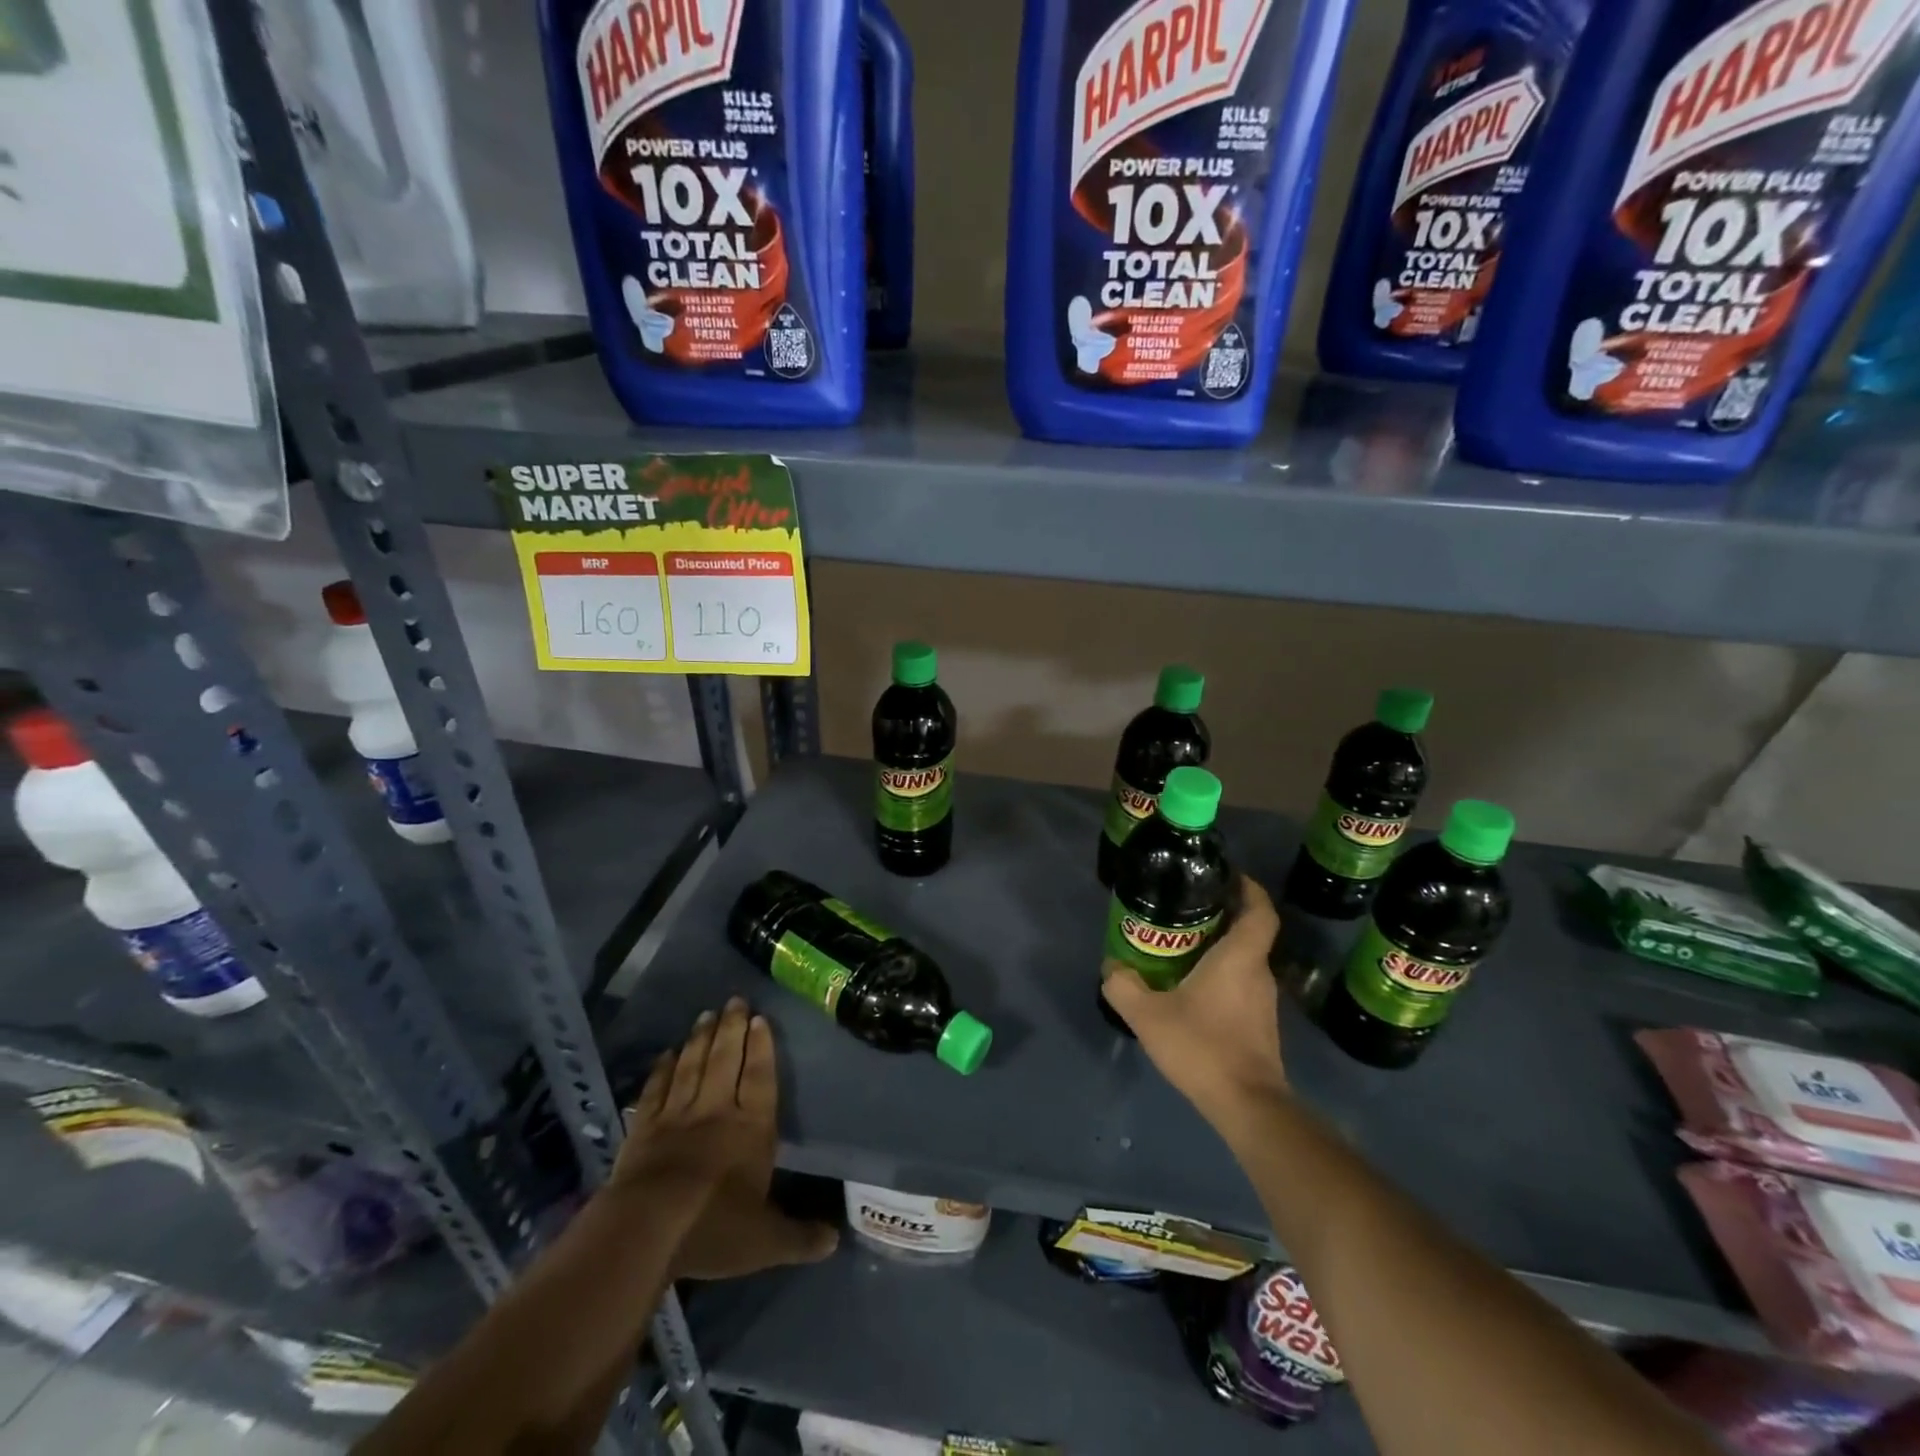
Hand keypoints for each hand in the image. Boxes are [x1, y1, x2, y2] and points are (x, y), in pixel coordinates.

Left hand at [613, 998, 836, 1279]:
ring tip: (706, 1014)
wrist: (646, 1229)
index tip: (761, 1019)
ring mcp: (677, 1116)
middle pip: (727, 1060)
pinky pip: (656, 1090)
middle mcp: (717, 1111)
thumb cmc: (713, 1229)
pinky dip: (662, 1070)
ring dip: (700, 1039)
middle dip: (732, 1029)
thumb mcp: (765, 1241)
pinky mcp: (644, 1129)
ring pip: (693, 1067)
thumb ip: (799, 1237)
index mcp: (752, 1128)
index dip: (763, 1048)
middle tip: (734, 1000)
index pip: (761, 1078)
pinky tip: (666, 1053)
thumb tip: (835, 1241)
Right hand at [1102, 876, 1288, 1121]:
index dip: (1249, 888)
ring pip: (1244, 961)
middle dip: (1222, 916)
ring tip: (1182, 945)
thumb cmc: (1203, 1047)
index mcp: (1240, 958)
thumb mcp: (1148, 1015)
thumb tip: (1111, 967)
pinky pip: (1241, 985)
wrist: (1247, 1106)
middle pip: (1248, 932)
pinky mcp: (1260, 1026)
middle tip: (1187, 908)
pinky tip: (1191, 988)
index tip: (1228, 875)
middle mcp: (1258, 973)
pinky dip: (1221, 976)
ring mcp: (1263, 1002)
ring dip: (1220, 948)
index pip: (1259, 910)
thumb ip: (1124, 986)